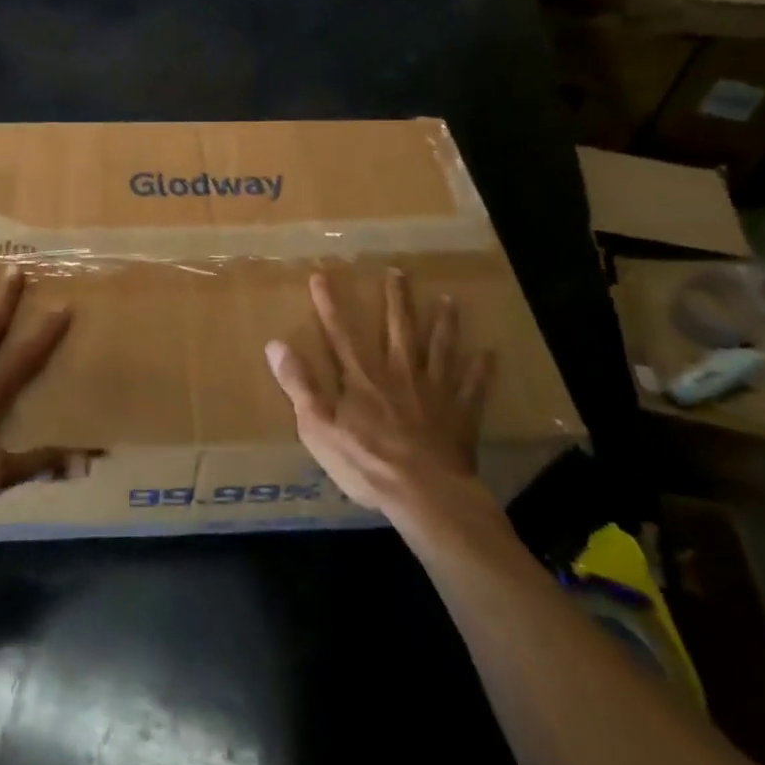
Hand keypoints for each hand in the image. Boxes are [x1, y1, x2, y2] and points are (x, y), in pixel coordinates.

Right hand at [265, 269, 494, 520]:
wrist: (424, 493)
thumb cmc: (365, 462)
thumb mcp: (317, 426)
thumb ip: (299, 384)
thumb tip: (275, 344)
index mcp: (362, 377)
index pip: (340, 333)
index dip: (329, 304)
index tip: (321, 275)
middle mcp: (399, 373)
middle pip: (398, 329)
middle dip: (396, 299)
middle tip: (399, 271)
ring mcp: (433, 391)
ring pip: (439, 348)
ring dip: (443, 323)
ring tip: (449, 299)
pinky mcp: (459, 414)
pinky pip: (472, 387)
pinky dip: (480, 370)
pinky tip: (489, 354)